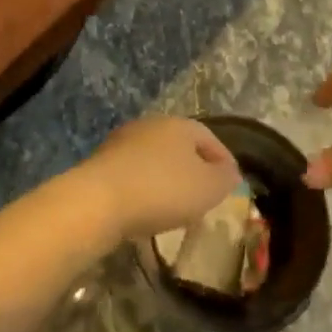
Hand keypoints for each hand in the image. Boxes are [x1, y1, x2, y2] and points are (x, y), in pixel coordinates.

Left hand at [74, 117, 241, 242]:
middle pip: (180, 144)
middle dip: (194, 167)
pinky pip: (134, 173)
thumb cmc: (162, 190)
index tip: (232, 182)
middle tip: (205, 194)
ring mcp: (123, 141)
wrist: (98, 200)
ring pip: (155, 157)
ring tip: (176, 205)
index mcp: (179, 124)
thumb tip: (230, 171)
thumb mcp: (207, 187)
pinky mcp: (102, 162)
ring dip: (168, 177)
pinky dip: (146, 187)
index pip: (209, 137)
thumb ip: (224, 178)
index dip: (224, 159)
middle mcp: (150, 124)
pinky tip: (147, 207)